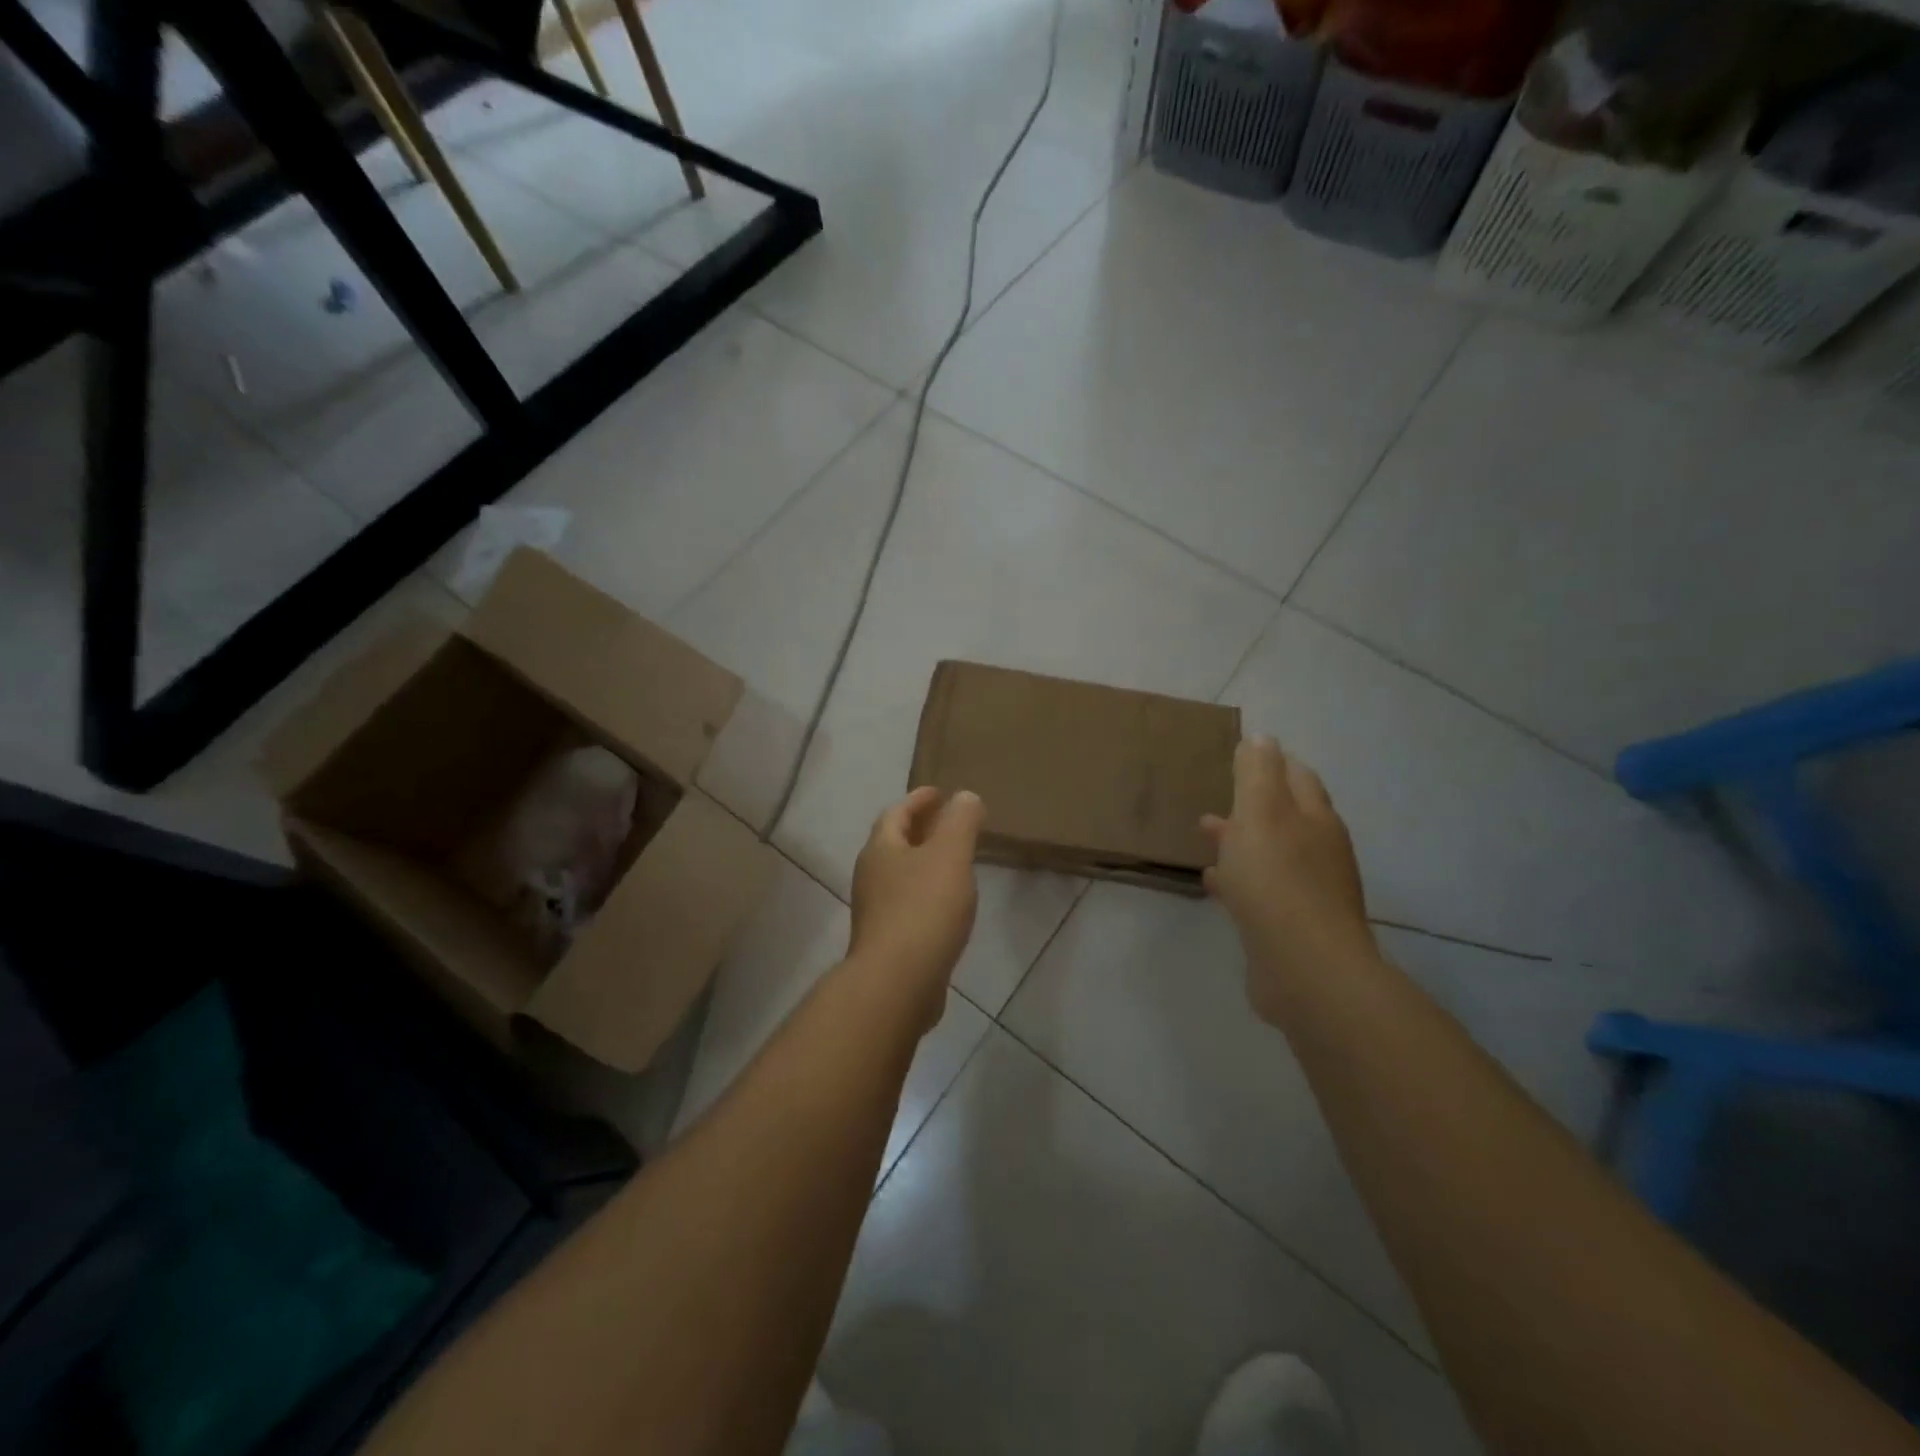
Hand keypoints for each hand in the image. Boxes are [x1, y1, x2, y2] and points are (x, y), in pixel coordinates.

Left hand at [848, 787, 984, 1021]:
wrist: (898, 982)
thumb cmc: (923, 909)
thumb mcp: (950, 855)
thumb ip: (960, 822)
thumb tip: (965, 796)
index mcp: (881, 849)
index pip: (896, 813)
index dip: (918, 800)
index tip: (940, 793)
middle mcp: (870, 876)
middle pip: (894, 843)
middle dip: (920, 830)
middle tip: (949, 823)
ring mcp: (876, 912)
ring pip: (900, 876)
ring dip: (923, 863)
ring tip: (953, 862)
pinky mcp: (887, 942)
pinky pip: (908, 905)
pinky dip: (927, 894)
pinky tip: (949, 905)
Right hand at [1202, 737, 1374, 1024]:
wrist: (1305, 970)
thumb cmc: (1276, 882)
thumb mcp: (1260, 815)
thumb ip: (1257, 774)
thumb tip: (1262, 738)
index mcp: (1315, 819)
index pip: (1297, 777)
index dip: (1273, 762)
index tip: (1244, 755)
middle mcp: (1319, 851)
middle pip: (1286, 815)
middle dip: (1254, 802)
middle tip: (1220, 792)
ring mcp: (1309, 891)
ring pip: (1272, 853)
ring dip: (1242, 840)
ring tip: (1206, 834)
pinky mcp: (1293, 925)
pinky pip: (1262, 890)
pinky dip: (1239, 879)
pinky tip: (1214, 883)